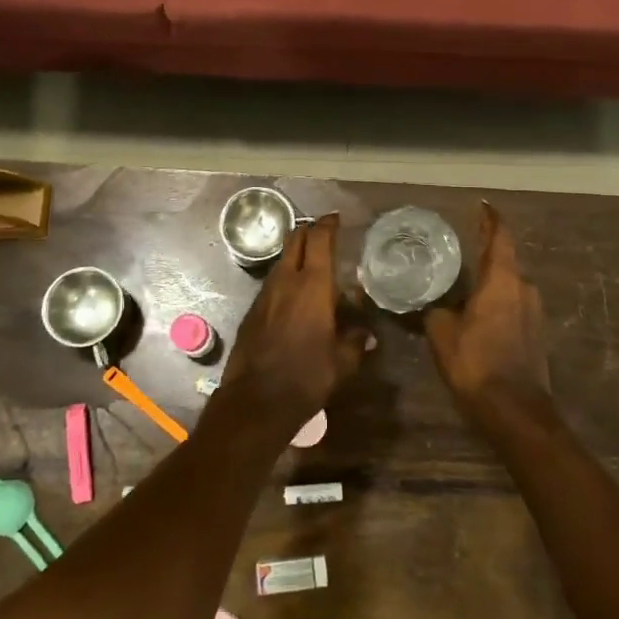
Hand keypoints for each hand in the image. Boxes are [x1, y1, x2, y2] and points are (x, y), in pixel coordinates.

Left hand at [223, 215, 371, 426]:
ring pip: (281, 261)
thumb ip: (355, 342)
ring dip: (295, 256)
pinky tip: (293, 297)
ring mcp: (265, 294)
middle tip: (322, 233)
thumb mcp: (343, 362)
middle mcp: (286, 281)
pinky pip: (271, 284)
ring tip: (311, 265)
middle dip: (308, 231)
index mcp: (313, 285)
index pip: (319, 239)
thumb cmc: (308, 376)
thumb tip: (366, 335)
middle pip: (295, 240)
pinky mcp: (252, 311)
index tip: (335, 218)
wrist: (257, 400)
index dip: (328, 224)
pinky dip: (284, 279)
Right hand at [426, 203, 549, 413]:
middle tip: (458, 251)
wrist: (515, 412)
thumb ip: (434, 310)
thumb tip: (425, 303)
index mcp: (503, 280)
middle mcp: (524, 289)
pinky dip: (495, 303)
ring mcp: (534, 312)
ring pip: (508, 287)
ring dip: (489, 283)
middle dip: (483, 255)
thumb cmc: (476, 362)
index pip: (499, 237)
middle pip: (504, 262)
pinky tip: (476, 314)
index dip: (490, 219)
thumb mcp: (442, 333)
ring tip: (462, 285)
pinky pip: (512, 306)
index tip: (482, 205)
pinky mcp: (536, 334)